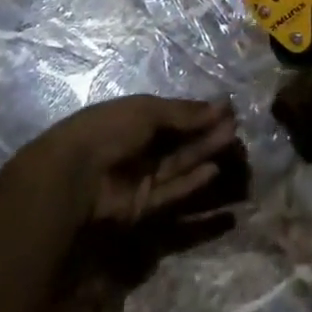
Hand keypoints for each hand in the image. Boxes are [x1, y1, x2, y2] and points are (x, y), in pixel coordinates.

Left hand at [32, 94, 240, 227]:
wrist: (76, 174)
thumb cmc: (110, 129)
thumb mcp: (148, 111)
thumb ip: (184, 113)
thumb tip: (221, 106)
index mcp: (135, 119)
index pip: (174, 115)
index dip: (199, 112)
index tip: (227, 108)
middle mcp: (140, 147)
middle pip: (180, 140)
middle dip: (206, 132)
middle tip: (236, 125)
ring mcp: (142, 176)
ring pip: (180, 163)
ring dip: (204, 152)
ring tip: (232, 141)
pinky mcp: (144, 205)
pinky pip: (172, 191)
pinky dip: (192, 182)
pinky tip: (214, 170)